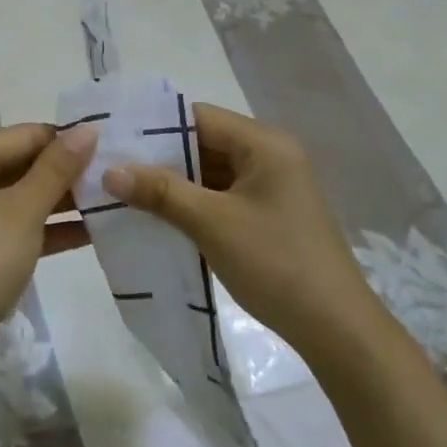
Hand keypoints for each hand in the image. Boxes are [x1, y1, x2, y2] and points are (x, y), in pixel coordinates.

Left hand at [0, 122, 98, 375]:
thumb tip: (87, 128)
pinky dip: (46, 229)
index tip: (109, 145)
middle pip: (20, 165)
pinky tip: (90, 232)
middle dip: (65, 172)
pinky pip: (15, 228)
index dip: (64, 139)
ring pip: (20, 199)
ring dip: (60, 202)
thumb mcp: (23, 211)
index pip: (22, 136)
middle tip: (114, 174)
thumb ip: (57, 168)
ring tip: (111, 201)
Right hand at [104, 105, 377, 362]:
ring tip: (125, 191)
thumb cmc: (275, 263)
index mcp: (264, 143)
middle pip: (204, 142)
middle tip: (112, 167)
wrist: (337, 330)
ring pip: (211, 171)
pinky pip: (223, 195)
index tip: (114, 139)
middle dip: (160, 157)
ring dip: (175, 183)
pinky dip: (194, 203)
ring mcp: (272, 186)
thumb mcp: (212, 223)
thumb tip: (109, 170)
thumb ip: (161, 191)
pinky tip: (160, 216)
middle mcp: (270, 154)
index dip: (155, 126)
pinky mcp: (270, 214)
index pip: (198, 116)